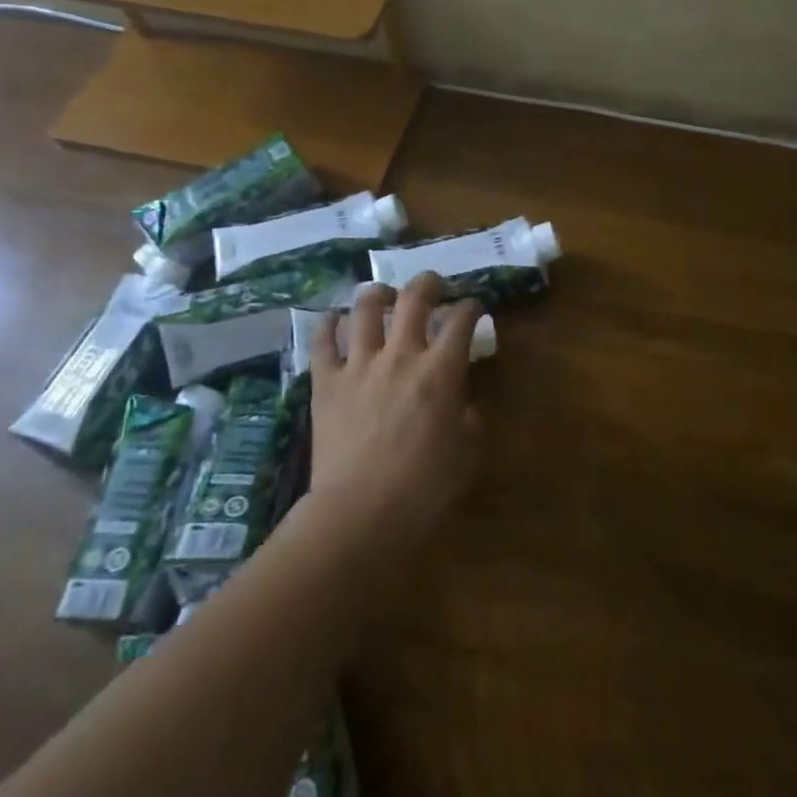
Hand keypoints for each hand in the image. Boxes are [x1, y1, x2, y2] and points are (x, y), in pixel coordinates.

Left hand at [306, 273, 484, 547]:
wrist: (361, 513)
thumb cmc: (424, 487)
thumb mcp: (468, 451)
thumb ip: (470, 416)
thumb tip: (462, 401)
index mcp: (441, 370)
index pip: (461, 320)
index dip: (472, 306)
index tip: (474, 306)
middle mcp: (401, 355)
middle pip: (414, 298)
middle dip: (427, 283)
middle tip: (432, 284)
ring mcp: (359, 365)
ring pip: (365, 310)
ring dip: (378, 294)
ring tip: (383, 294)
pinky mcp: (326, 383)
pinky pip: (322, 342)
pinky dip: (327, 324)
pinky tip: (333, 318)